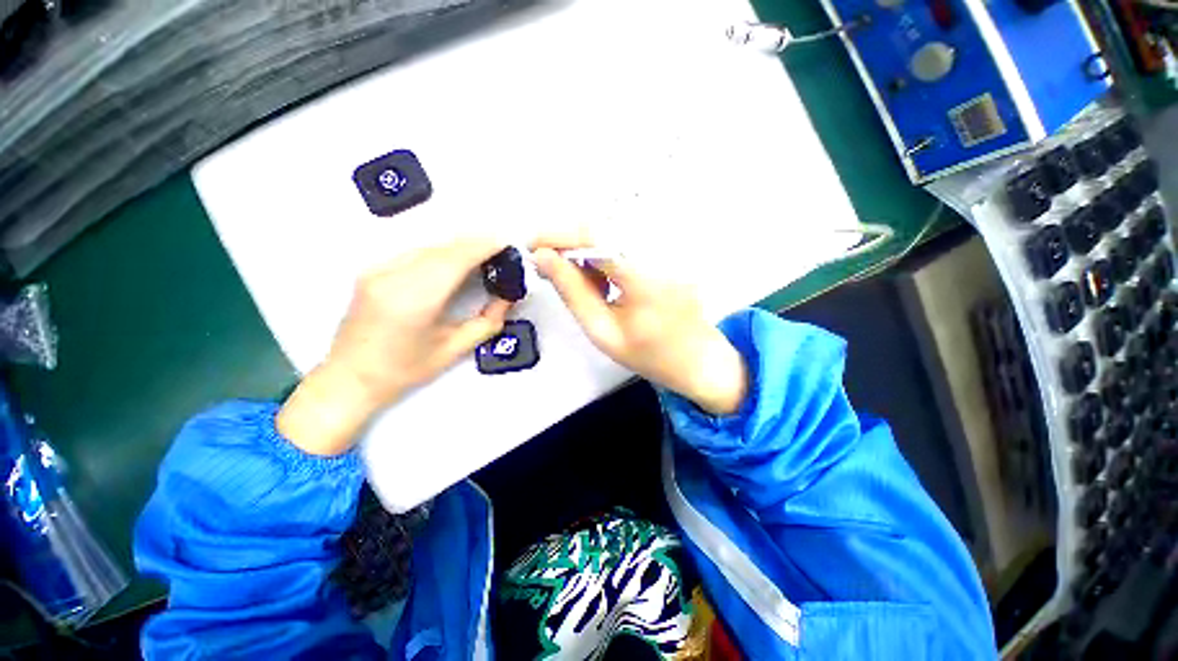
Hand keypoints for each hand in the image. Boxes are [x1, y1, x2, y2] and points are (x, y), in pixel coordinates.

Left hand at [278, 238, 512, 455]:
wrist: (349, 378)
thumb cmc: (404, 370)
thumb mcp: (454, 350)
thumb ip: (487, 322)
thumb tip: (507, 297)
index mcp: (415, 301)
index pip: (454, 260)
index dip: (482, 247)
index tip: (505, 243)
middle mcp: (393, 278)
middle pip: (442, 249)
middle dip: (474, 243)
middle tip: (499, 248)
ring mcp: (377, 271)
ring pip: (427, 247)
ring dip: (457, 246)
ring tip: (482, 252)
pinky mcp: (371, 271)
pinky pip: (413, 253)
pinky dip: (439, 252)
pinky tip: (453, 260)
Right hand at [531, 232, 747, 415]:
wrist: (699, 361)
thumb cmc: (649, 355)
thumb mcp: (602, 331)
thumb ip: (572, 293)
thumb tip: (542, 259)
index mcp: (645, 277)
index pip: (595, 237)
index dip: (558, 236)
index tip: (531, 247)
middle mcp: (661, 251)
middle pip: (604, 227)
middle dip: (568, 240)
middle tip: (547, 263)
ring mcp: (670, 248)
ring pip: (614, 231)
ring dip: (584, 247)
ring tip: (572, 276)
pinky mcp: (671, 250)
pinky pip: (627, 239)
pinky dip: (603, 251)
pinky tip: (598, 277)